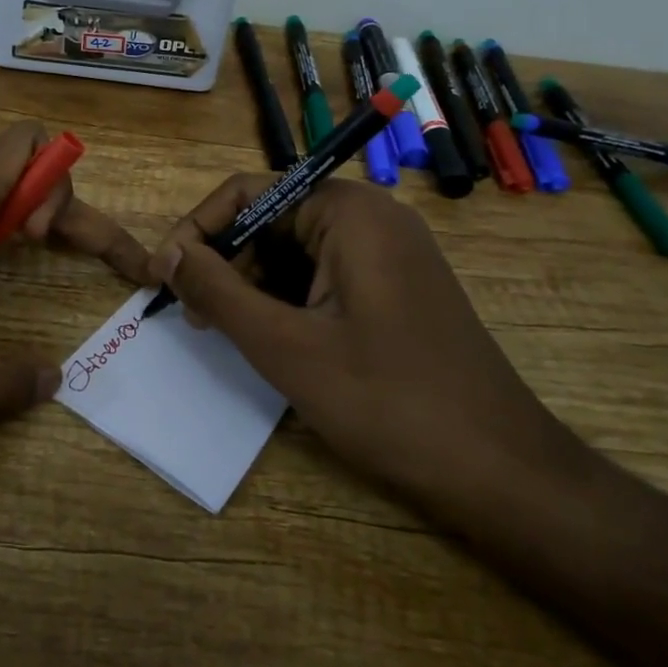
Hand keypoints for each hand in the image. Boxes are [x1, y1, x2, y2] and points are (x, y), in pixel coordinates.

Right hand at [150, 177, 579, 507]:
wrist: (503, 473)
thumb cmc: (388, 402)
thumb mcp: (284, 346)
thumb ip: (217, 291)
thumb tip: (166, 255)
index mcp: (349, 211)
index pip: (248, 192)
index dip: (198, 230)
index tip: (164, 278)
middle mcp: (371, 218)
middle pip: (271, 219)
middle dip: (226, 262)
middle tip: (194, 316)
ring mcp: (389, 254)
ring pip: (295, 252)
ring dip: (253, 286)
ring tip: (227, 333)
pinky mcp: (395, 289)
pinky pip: (323, 277)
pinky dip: (287, 301)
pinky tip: (273, 341)